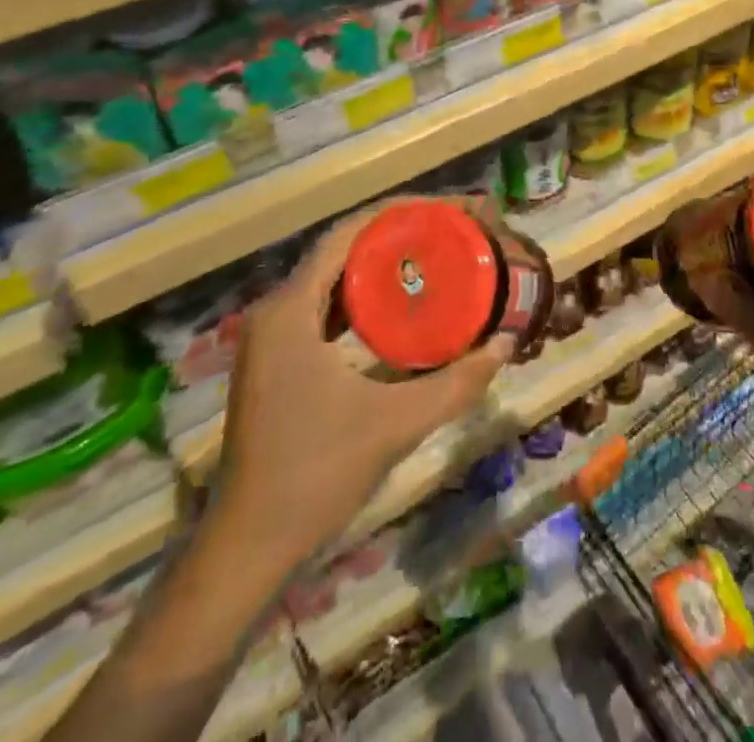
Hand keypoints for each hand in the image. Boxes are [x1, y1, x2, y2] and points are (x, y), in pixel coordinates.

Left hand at [211, 205, 513, 566]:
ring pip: (331, 277)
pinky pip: (323, 306)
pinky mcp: (275, 357)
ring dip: (378, 264)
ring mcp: (270, 334)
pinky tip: (398, 305)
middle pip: (341, 249)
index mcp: (290, 309)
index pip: (348, 234)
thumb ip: (455, 383)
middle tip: (448, 230)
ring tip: (432, 255)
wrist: (248, 545)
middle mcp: (275, 309)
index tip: (447, 209)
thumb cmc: (316, 476)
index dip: (399, 213)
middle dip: (395, 234)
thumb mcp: (394, 424)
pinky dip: (361, 296)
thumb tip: (506, 343)